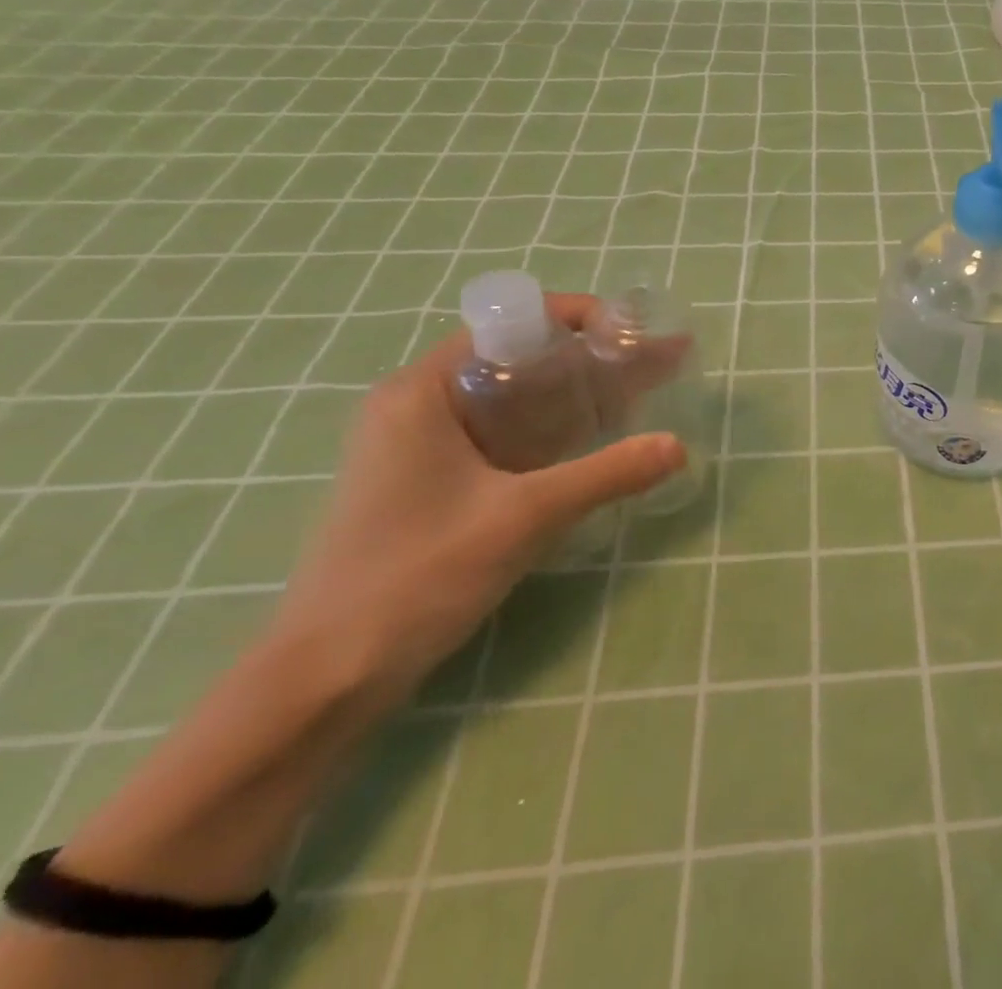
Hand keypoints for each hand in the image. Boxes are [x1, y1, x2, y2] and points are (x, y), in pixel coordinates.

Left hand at [271, 293, 685, 709]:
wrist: (323, 681)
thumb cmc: (414, 578)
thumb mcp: (523, 517)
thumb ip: (606, 474)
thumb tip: (678, 446)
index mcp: (422, 390)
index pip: (512, 324)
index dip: (580, 320)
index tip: (636, 332)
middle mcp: (418, 403)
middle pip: (519, 358)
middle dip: (593, 357)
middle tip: (657, 359)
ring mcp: (421, 444)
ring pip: (515, 397)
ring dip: (577, 392)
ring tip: (642, 389)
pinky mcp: (431, 480)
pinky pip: (504, 433)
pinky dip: (553, 427)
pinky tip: (597, 436)